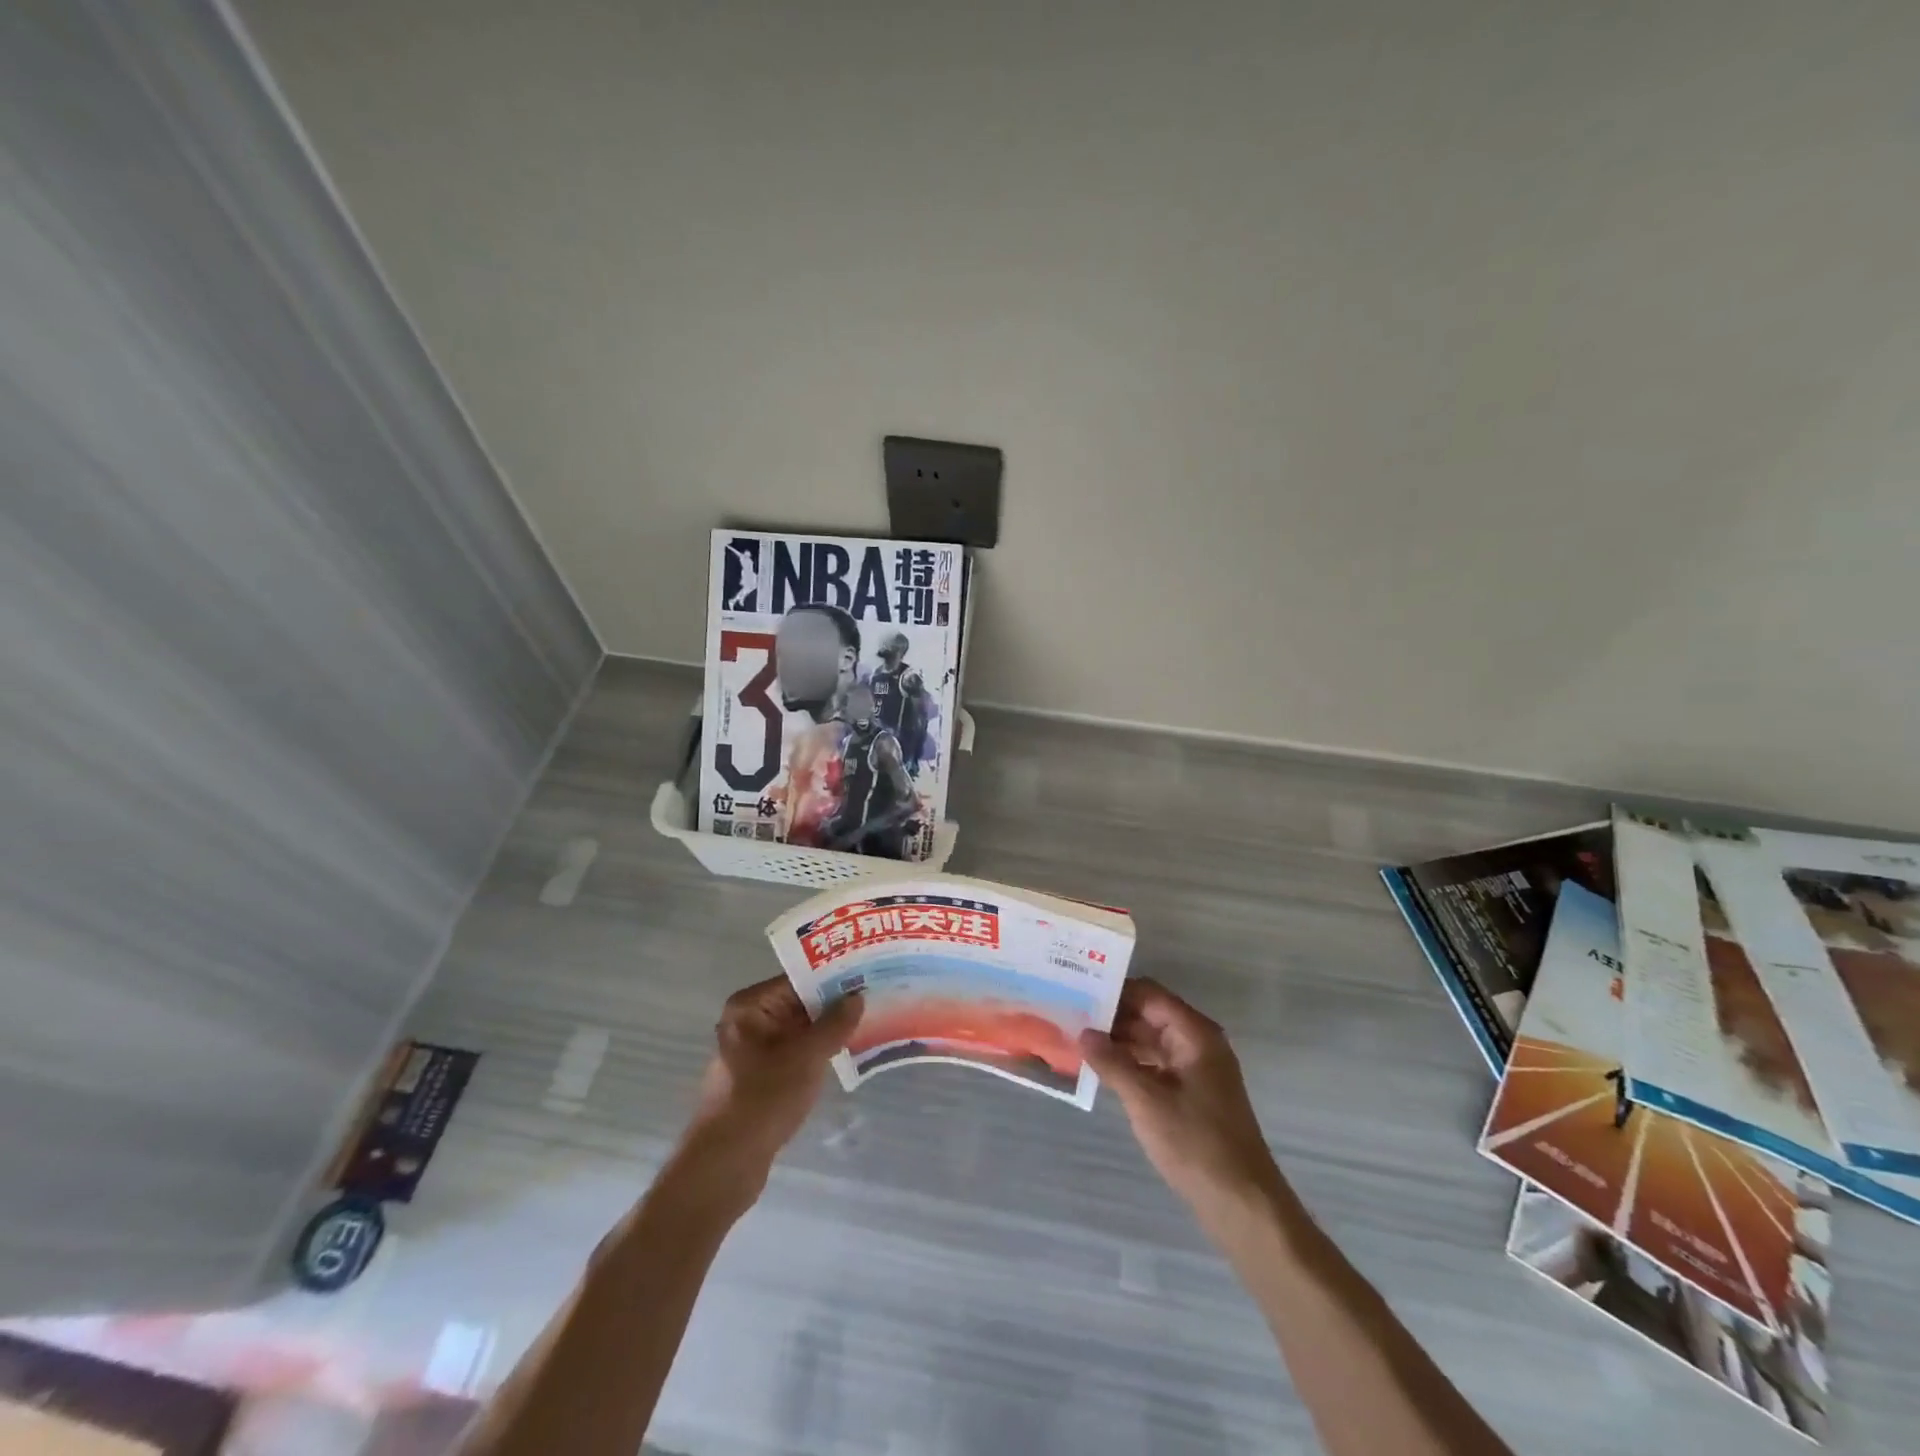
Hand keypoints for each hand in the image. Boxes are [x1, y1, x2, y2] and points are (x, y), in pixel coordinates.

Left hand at [678, 977, 862, 1193]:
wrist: (725, 1164)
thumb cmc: (764, 1099)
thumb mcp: (807, 1056)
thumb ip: (835, 1023)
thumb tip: (857, 996)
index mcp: (750, 1007)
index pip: (799, 980)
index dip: (834, 977)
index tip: (868, 974)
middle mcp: (749, 1022)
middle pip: (800, 1003)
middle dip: (835, 1004)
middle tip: (876, 997)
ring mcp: (754, 1051)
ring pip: (800, 1031)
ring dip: (830, 1030)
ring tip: (870, 1022)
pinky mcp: (761, 1078)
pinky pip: (796, 1053)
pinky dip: (818, 1053)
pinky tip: (848, 1054)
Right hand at [1079, 978, 1282, 1215]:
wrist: (1242, 1203)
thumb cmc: (1196, 1143)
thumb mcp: (1146, 1101)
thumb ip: (1112, 1062)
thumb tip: (1083, 1032)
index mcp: (1195, 1034)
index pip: (1150, 994)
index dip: (1116, 990)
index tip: (1079, 991)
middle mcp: (1198, 1043)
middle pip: (1150, 1015)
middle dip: (1113, 1016)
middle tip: (1070, 1016)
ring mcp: (1196, 1069)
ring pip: (1151, 1040)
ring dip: (1118, 1041)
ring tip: (1077, 1040)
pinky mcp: (1192, 1093)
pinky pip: (1155, 1064)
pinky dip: (1130, 1063)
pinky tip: (1101, 1070)